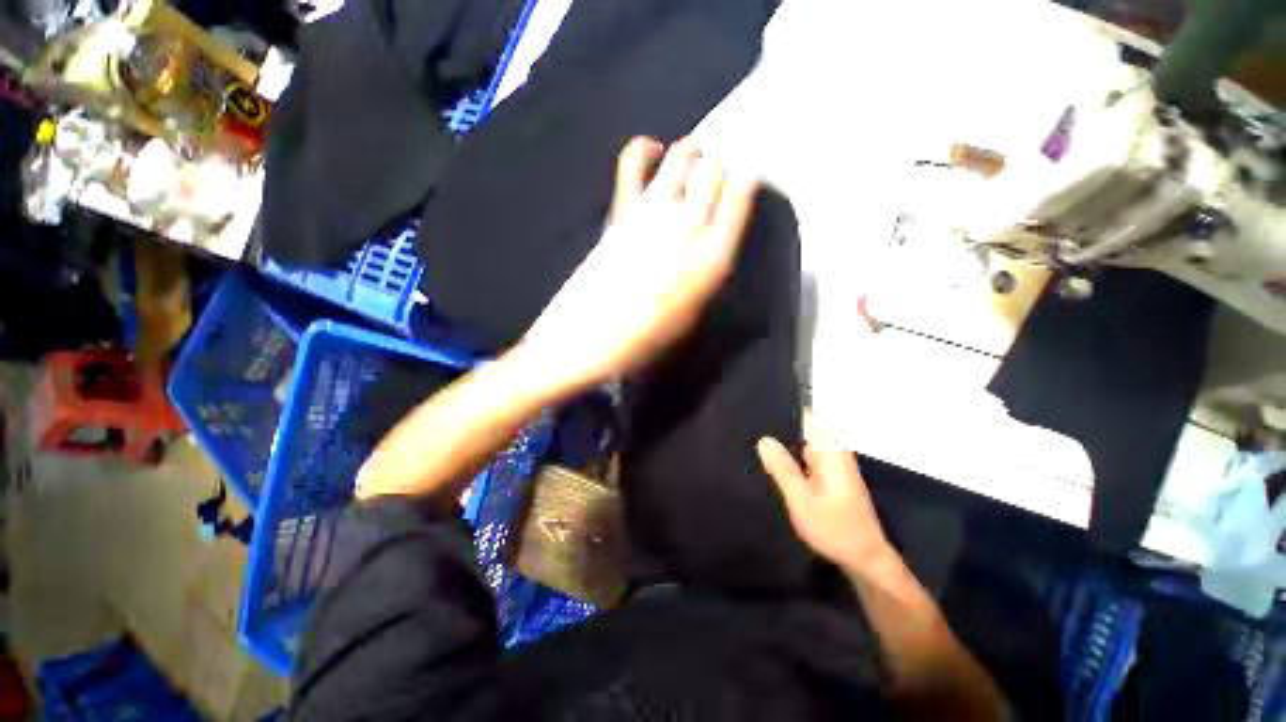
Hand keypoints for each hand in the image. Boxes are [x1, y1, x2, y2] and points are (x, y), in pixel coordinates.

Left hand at [520, 136, 757, 391]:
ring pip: (682, 158)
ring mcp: (653, 212)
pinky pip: (633, 163)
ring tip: (694, 154)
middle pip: (713, 172)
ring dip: (691, 152)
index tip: (746, 177)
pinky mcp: (622, 209)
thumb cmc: (646, 337)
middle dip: (717, 168)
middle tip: (715, 174)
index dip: (745, 182)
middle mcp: (688, 226)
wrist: (591, 336)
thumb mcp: (692, 315)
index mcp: (711, 259)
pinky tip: (652, 147)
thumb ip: (705, 274)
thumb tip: (709, 245)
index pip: (739, 200)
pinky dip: (644, 148)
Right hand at [757, 413, 893, 574]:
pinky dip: (790, 460)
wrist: (864, 559)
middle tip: (750, 428)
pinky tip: (771, 464)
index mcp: (831, 451)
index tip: (760, 409)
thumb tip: (764, 439)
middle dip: (779, 429)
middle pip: (804, 429)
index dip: (785, 410)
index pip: (808, 417)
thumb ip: (783, 469)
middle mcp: (833, 453)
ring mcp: (832, 465)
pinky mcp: (829, 477)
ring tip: (755, 443)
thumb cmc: (834, 528)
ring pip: (803, 445)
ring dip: (784, 446)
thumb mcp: (802, 500)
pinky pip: (806, 459)